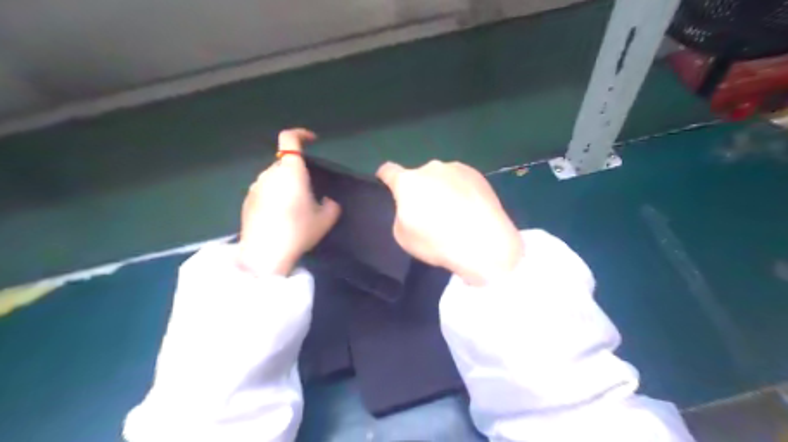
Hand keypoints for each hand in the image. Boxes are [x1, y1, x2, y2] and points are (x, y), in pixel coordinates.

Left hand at [237, 127, 341, 277]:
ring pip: (274, 178)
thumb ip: (332, 205)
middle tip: (308, 192)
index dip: (301, 134)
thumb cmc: (298, 231)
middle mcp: (270, 173)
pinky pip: (264, 191)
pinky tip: (279, 217)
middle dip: (296, 171)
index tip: (312, 140)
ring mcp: (255, 187)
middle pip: (284, 163)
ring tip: (293, 208)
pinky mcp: (246, 201)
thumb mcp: (326, 219)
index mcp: (290, 171)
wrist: (265, 253)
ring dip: (284, 185)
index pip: (290, 139)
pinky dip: (273, 196)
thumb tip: (327, 200)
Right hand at [377, 161, 520, 284]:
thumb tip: (413, 206)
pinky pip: (461, 181)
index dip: (385, 176)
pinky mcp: (478, 175)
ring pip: (442, 178)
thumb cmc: (438, 242)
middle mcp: (431, 168)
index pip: (389, 171)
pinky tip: (470, 211)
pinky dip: (461, 192)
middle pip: (419, 177)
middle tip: (430, 213)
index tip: (385, 180)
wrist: (485, 243)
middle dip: (420, 190)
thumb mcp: (403, 236)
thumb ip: (402, 214)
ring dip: (442, 190)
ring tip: (455, 214)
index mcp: (409, 182)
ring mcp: (457, 168)